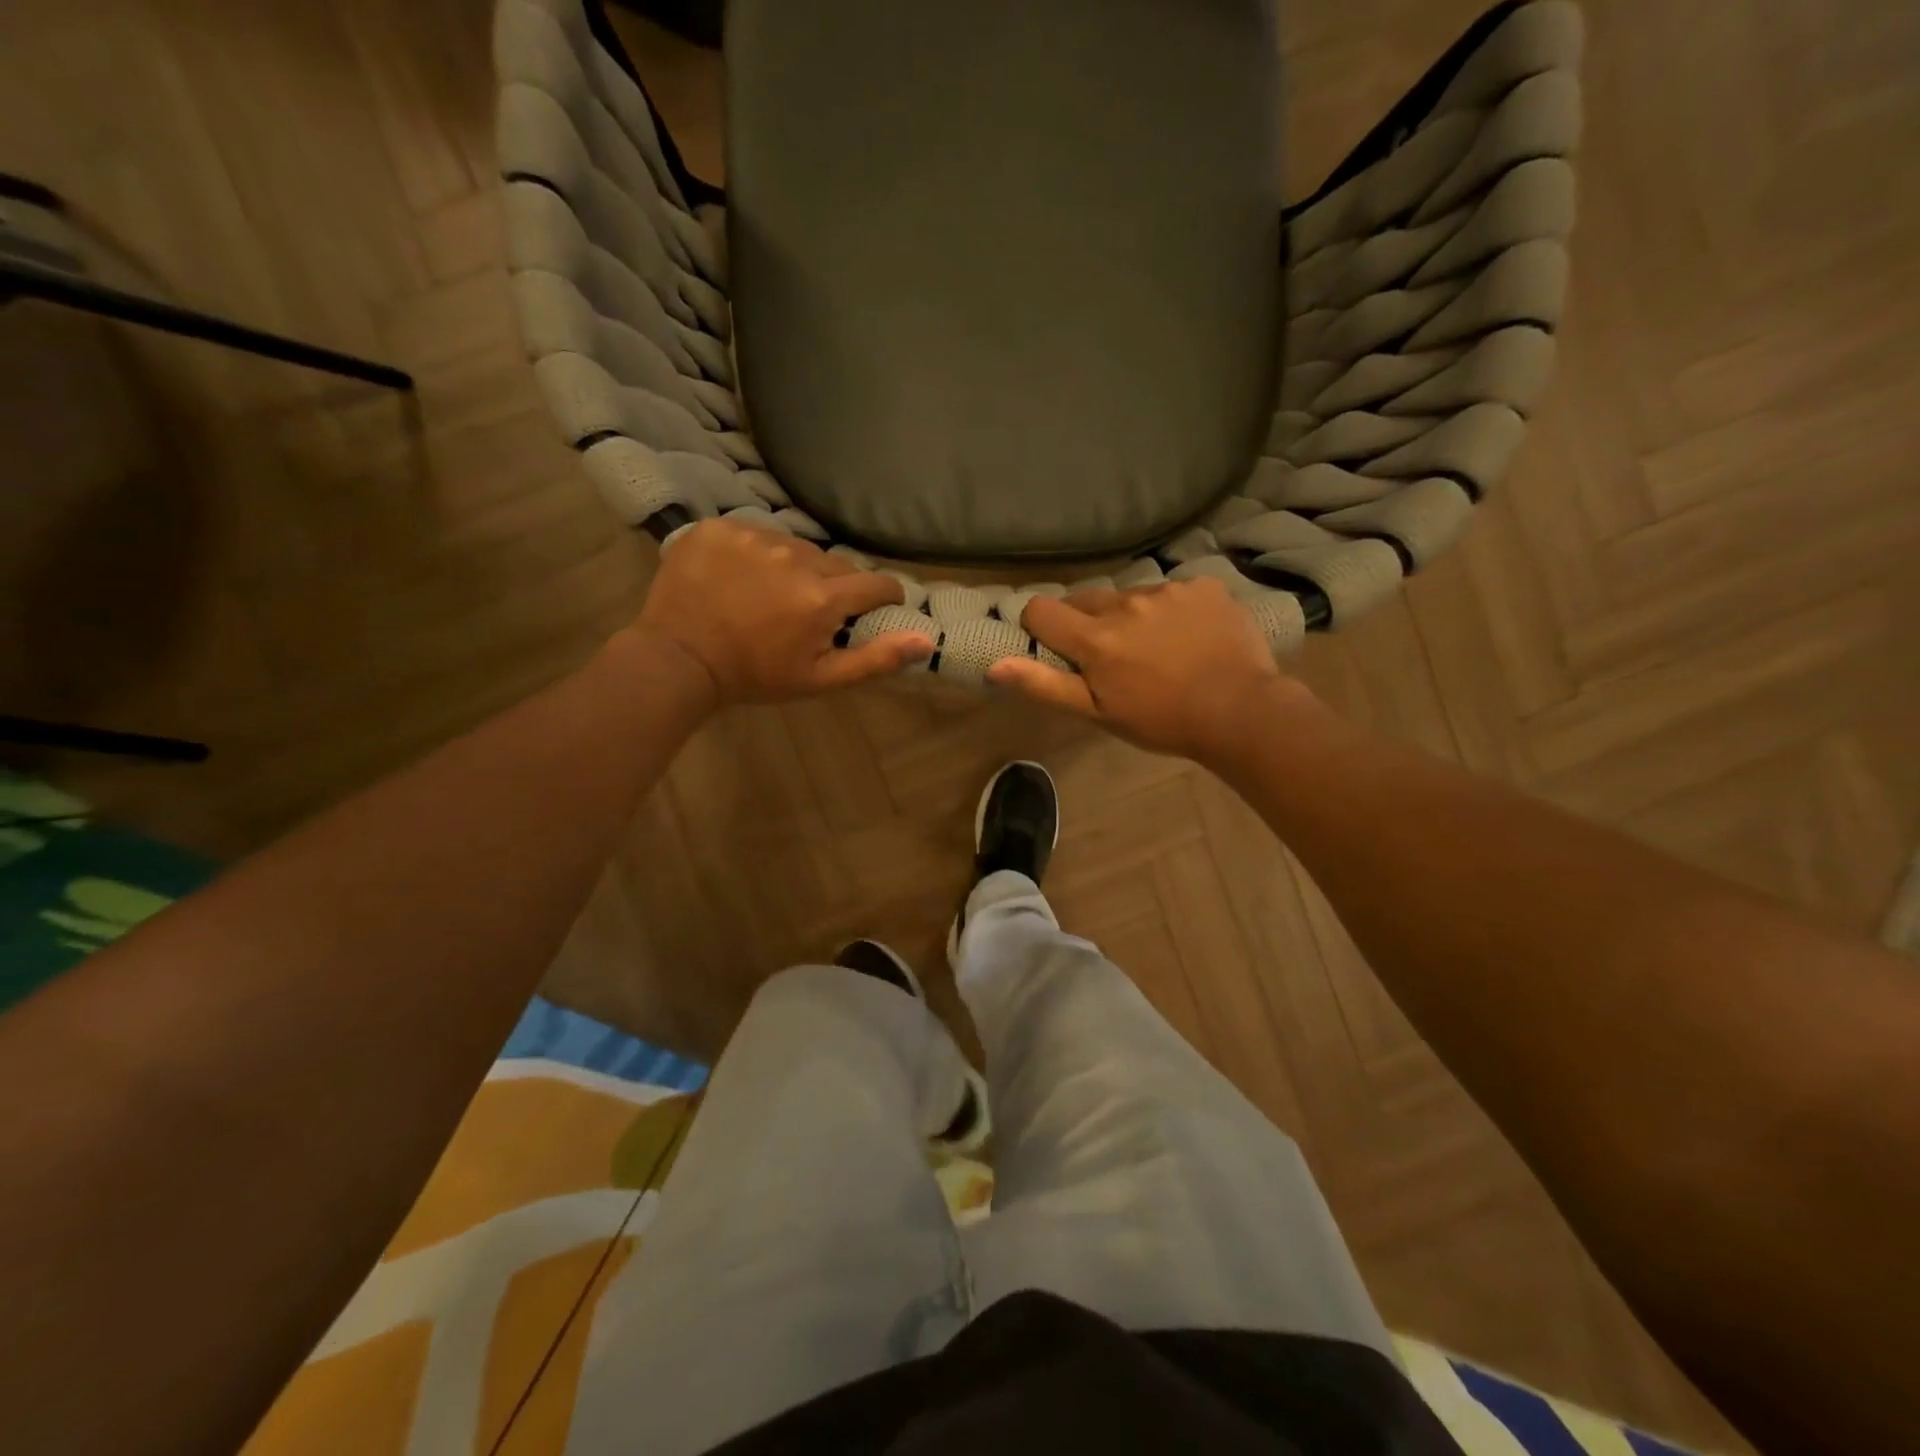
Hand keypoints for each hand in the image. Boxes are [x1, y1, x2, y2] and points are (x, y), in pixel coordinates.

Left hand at [634, 520, 933, 704]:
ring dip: (794, 567)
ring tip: (770, 595)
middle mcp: (794, 557)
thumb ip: (876, 658)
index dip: (883, 596)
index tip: (874, 607)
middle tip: (809, 612)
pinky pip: (756, 533)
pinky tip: (739, 578)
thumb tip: (927, 640)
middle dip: (833, 587)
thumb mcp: (820, 679)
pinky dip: (756, 553)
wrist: (678, 659)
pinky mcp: (720, 526)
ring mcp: (754, 536)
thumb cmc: (755, 677)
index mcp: (822, 597)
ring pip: (796, 546)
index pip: (876, 582)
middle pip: (835, 564)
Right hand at [987, 578, 1310, 761]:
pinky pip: (1172, 591)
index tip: (1054, 644)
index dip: (1039, 625)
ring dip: (1132, 615)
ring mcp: (1167, 590)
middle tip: (1111, 656)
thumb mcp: (1098, 713)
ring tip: (1158, 648)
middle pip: (1086, 599)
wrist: (1241, 711)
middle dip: (1088, 622)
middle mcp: (1125, 603)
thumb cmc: (1162, 721)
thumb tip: (994, 665)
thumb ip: (1045, 685)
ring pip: (1131, 595)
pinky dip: (1172, 610)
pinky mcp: (1202, 586)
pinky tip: (1190, 636)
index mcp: (1095, 638)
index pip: (1042, 610)